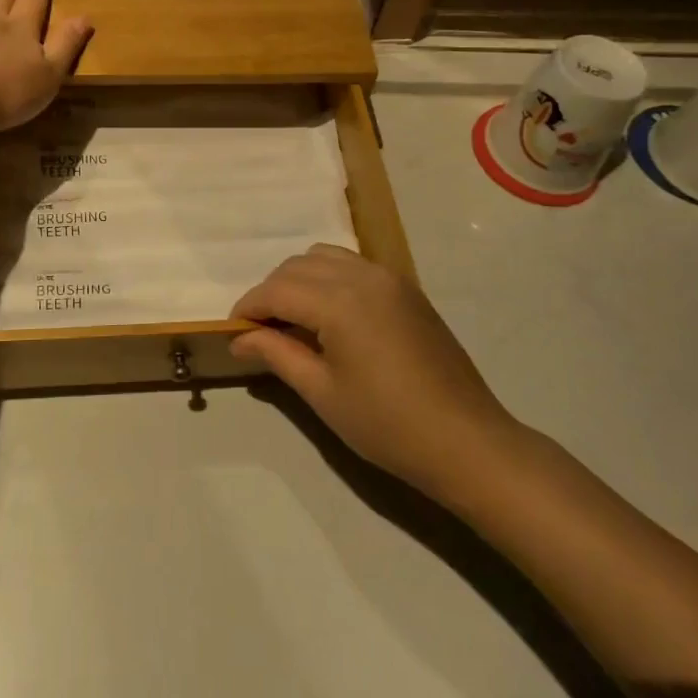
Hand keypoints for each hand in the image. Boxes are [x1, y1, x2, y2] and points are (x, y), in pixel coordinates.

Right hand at [231, 245, 518, 500]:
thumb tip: (239, 338)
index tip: (232, 330)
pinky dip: (328, 277)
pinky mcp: (406, 288)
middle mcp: (362, 276)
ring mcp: (389, 278)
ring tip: (293, 319)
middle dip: (271, 292)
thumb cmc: (387, 424)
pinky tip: (329, 313)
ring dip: (299, 279)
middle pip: (297, 266)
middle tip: (260, 330)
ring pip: (325, 257)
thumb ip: (277, 354)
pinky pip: (353, 265)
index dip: (248, 307)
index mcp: (339, 302)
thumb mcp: (322, 392)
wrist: (465, 441)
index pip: (276, 290)